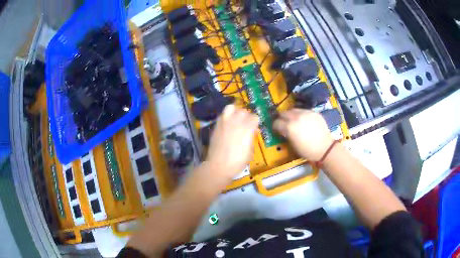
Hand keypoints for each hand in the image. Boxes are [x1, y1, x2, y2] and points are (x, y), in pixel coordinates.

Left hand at [205, 105, 258, 178]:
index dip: (256, 123)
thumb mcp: (250, 151)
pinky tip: (227, 125)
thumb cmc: (237, 162)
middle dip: (247, 116)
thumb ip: (251, 138)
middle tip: (246, 124)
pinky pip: (222, 115)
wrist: (218, 166)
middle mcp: (236, 121)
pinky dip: (226, 117)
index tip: (255, 129)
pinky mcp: (216, 125)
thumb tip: (252, 132)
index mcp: (247, 128)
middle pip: (244, 111)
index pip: (255, 117)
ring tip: (236, 119)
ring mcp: (224, 122)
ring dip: (235, 112)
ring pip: (231, 107)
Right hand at [273, 109, 333, 160]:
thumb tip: (283, 130)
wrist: (325, 148)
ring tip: (293, 121)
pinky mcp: (313, 112)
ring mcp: (306, 113)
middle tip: (283, 123)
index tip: (276, 130)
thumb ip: (286, 134)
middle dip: (281, 118)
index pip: (276, 122)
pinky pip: (303, 111)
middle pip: (283, 113)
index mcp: (289, 127)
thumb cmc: (307, 150)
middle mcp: (296, 117)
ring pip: (293, 110)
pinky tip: (303, 121)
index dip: (275, 126)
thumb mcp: (293, 145)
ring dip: (291, 115)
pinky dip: (301, 115)